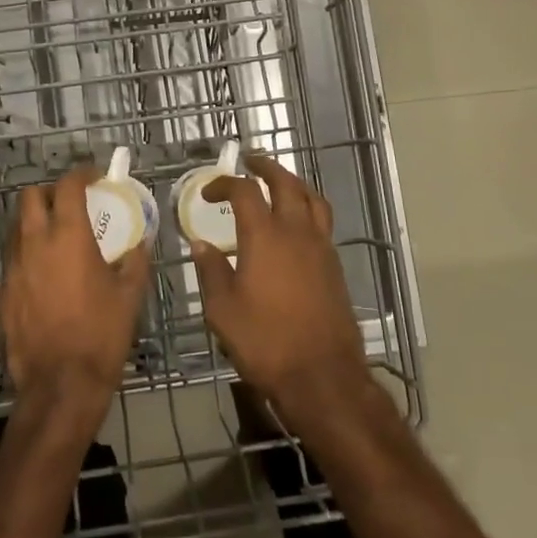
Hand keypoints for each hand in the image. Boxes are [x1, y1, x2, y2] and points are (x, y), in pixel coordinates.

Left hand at [0, 162, 149, 416]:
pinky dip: (28, 258)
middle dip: (49, 192)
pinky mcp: (1, 295)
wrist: (61, 385)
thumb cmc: (102, 335)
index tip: (94, 176)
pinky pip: (13, 263)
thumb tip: (141, 243)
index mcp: (68, 237)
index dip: (81, 173)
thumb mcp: (130, 295)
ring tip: (56, 238)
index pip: (67, 186)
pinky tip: (44, 279)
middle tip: (69, 203)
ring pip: (16, 229)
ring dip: (34, 223)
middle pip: (29, 196)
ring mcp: (12, 269)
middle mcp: (34, 244)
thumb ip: (135, 261)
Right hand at [190, 155, 371, 428]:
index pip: (245, 191)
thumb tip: (201, 245)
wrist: (322, 374)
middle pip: (286, 183)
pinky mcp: (335, 266)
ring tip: (279, 183)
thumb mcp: (223, 310)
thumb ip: (211, 271)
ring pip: (312, 199)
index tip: (208, 191)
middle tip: (250, 162)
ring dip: (293, 183)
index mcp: (265, 236)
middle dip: (266, 168)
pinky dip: (307, 210)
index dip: (224, 183)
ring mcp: (321, 247)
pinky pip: (322, 223)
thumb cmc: (265, 341)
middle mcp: (296, 232)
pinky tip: (296, 226)